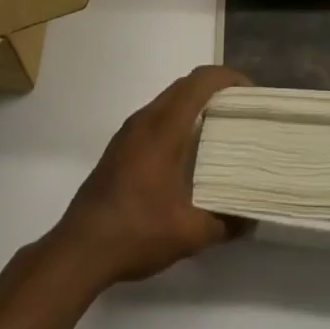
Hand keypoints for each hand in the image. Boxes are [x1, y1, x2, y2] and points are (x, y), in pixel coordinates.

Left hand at [44, 66, 248, 292]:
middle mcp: (145, 119)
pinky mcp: (119, 147)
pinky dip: (177, 119)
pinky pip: (155, 117)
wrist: (78, 250)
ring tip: (220, 129)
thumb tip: (250, 219)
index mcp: (164, 127)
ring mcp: (129, 132)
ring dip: (194, 104)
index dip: (228, 78)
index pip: (200, 82)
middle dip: (215, 89)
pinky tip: (187, 152)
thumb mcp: (189, 233)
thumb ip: (225, 223)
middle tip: (241, 111)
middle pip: (185, 85)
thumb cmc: (136, 232)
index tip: (251, 94)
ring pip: (168, 100)